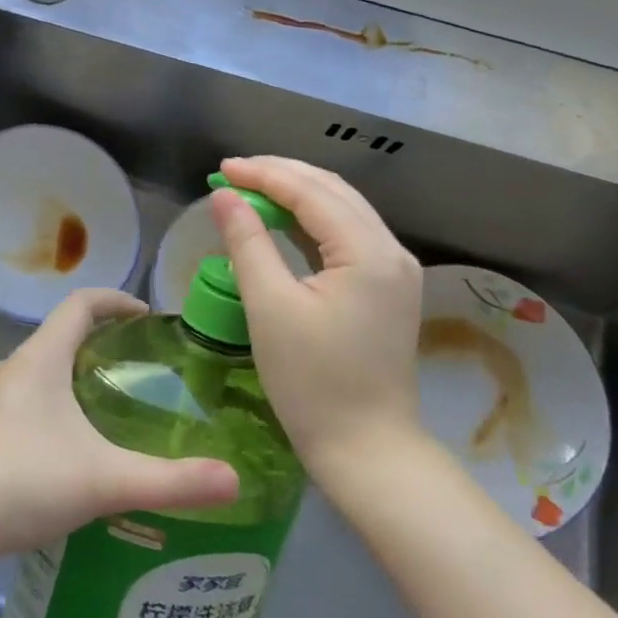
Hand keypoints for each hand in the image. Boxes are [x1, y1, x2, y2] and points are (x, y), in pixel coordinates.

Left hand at [0, 289, 239, 562]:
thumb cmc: (21, 481)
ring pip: (39, 374)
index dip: (115, 300)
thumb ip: (170, 481)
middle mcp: (11, 369)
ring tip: (108, 414)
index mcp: (41, 358)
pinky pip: (22, 404)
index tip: (146, 316)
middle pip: (60, 336)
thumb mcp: (104, 480)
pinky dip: (50, 410)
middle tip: (139, 372)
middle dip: (100, 344)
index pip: (80, 303)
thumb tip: (234, 480)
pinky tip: (65, 456)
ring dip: (73, 380)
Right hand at [211, 157, 427, 486]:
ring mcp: (395, 271)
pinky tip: (283, 221)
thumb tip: (224, 196)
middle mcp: (391, 251)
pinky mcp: (388, 289)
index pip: (312, 192)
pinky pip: (348, 237)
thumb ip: (247, 242)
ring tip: (252, 188)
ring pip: (343, 211)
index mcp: (368, 252)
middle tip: (233, 173)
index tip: (222, 168)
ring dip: (298, 195)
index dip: (264, 174)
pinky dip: (312, 222)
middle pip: (334, 192)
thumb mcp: (269, 307)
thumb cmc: (312, 382)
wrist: (366, 449)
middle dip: (282, 176)